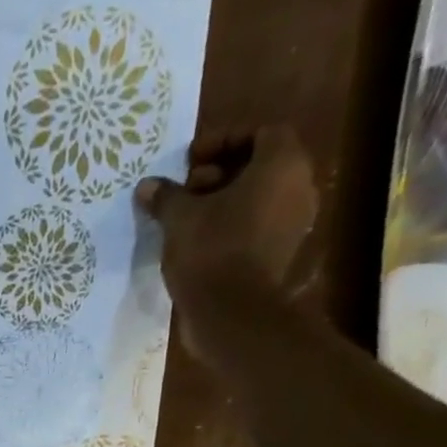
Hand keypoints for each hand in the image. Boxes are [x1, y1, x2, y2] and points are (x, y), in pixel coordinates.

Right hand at [135, 127, 317, 293]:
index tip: (190, 162)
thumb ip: (165, 197)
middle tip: (187, 191)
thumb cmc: (210, 251)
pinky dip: (234, 226)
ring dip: (226, 202)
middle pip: (262, 165)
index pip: (261, 133)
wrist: (231, 312)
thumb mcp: (179, 219)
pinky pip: (259, 226)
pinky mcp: (282, 254)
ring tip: (189, 220)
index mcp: (282, 165)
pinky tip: (202, 242)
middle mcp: (299, 187)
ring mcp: (294, 223)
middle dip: (222, 172)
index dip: (223, 141)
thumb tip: (147, 186)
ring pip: (260, 198)